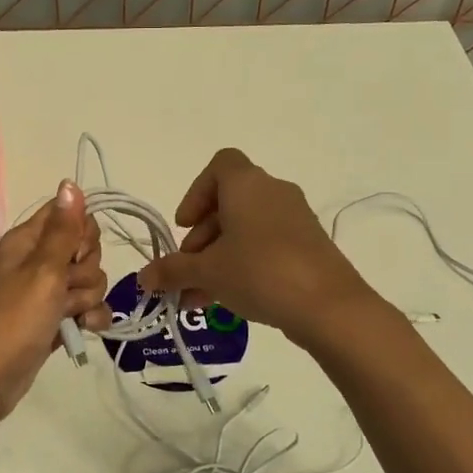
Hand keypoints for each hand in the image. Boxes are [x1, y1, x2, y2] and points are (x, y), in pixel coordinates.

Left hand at [0, 181, 110, 429]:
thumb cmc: (13, 320)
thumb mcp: (42, 271)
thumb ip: (63, 230)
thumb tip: (70, 182)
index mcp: (27, 241)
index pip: (68, 214)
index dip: (82, 231)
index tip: (77, 252)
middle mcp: (37, 261)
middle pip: (84, 248)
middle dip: (87, 269)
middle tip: (67, 287)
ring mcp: (46, 292)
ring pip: (89, 280)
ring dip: (88, 297)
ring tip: (70, 315)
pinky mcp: (54, 320)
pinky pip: (86, 308)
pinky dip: (90, 317)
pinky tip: (86, 329)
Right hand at [138, 148, 373, 340]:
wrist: (329, 307)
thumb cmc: (260, 272)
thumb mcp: (207, 272)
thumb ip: (172, 271)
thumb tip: (143, 278)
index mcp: (247, 185)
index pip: (220, 165)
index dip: (197, 192)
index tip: (186, 226)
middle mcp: (273, 193)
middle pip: (228, 203)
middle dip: (202, 238)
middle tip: (187, 270)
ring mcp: (295, 220)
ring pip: (245, 230)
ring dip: (218, 257)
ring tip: (198, 296)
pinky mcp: (309, 247)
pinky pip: (266, 246)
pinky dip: (243, 265)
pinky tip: (227, 301)